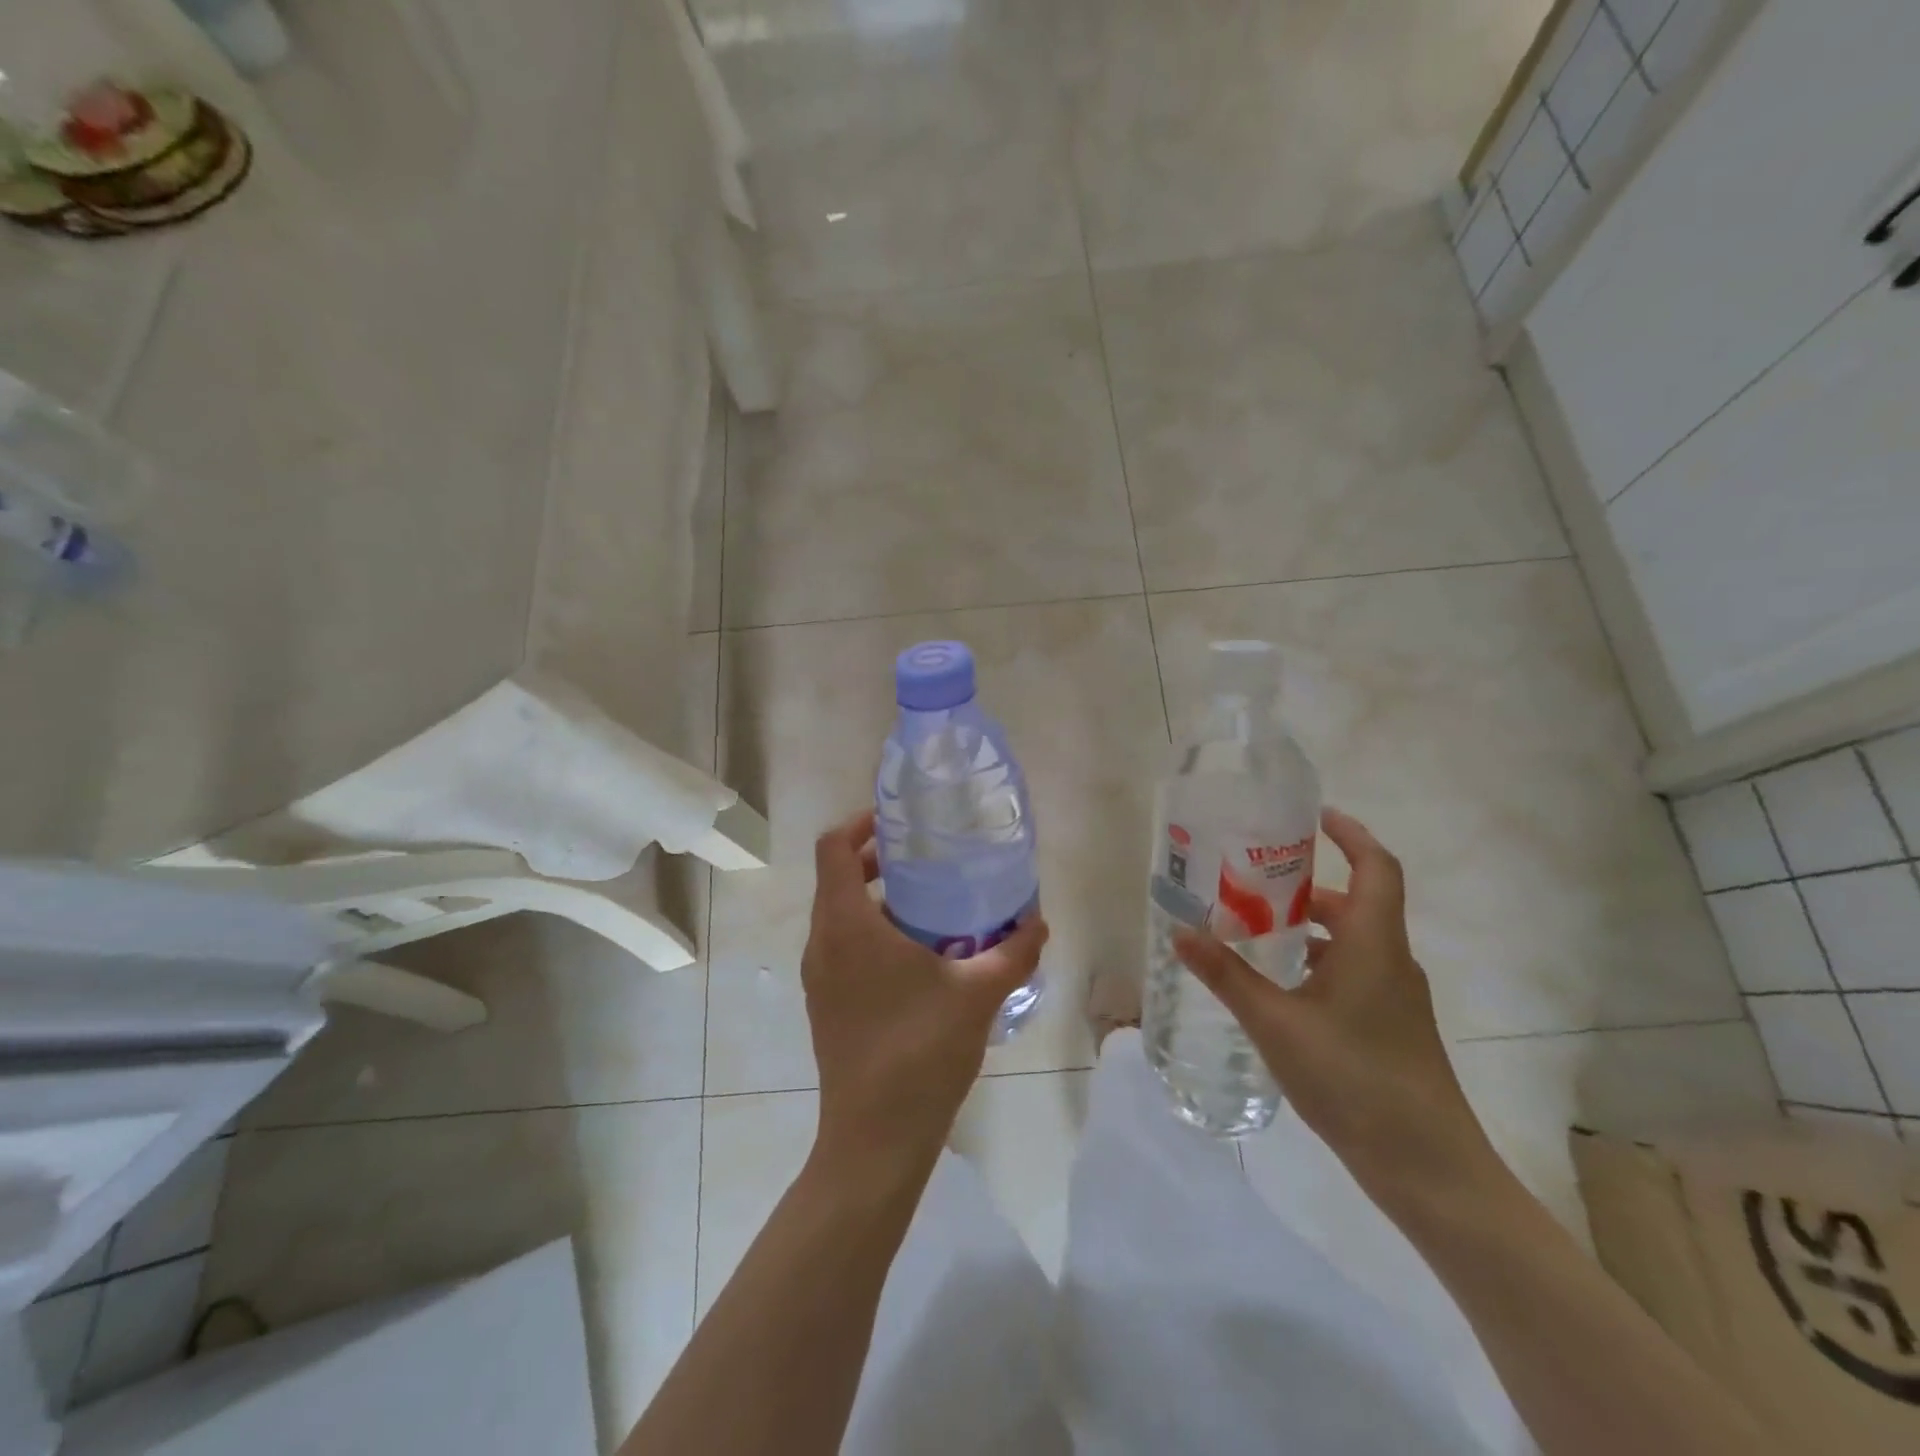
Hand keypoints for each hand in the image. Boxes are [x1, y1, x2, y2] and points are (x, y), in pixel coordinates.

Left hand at [802, 810, 1048, 1183]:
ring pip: (839, 916)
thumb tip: (1040, 921)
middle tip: (924, 857)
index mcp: (847, 925)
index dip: (859, 823)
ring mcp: (819, 977)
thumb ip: (1012, 952)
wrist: (874, 1139)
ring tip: (929, 903)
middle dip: (875, 860)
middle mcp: (822, 943)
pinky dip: (871, 933)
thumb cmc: (920, 1051)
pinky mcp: (825, 1004)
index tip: (897, 821)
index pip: (833, 848)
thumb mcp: (977, 994)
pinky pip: (842, 948)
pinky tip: (918, 955)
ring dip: (875, 899)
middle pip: (836, 879)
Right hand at [1173, 808, 1502, 1213]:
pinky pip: (1351, 973)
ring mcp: (1394, 998)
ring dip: (1307, 928)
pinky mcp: (1389, 1029)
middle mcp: (1390, 961)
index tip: (1312, 816)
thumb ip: (1227, 976)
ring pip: (1351, 941)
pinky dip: (1316, 963)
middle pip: (1355, 902)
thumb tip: (1180, 932)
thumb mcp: (1277, 1024)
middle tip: (1252, 878)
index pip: (1376, 867)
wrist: (1431, 1170)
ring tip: (1252, 928)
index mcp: (1373, 943)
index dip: (1350, 834)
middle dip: (1306, 884)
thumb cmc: (1356, 1080)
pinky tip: (1277, 988)